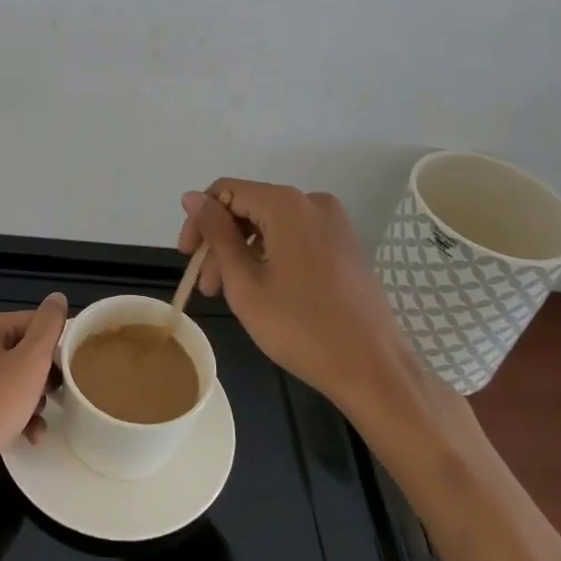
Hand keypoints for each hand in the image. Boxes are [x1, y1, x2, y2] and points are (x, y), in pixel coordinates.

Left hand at [0, 293, 67, 519]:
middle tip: (60, 394)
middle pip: (25, 351)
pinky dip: (19, 416)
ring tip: (43, 419)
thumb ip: (48, 327)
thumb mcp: (30, 363)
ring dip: (35, 399)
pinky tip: (31, 436)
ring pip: (16, 380)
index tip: (74, 367)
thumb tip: (57, 297)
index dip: (56, 344)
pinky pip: (2, 402)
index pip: (34, 322)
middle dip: (45, 376)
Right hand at [178, 181, 409, 413]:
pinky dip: (271, 256)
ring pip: (271, 225)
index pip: (225, 192)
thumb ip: (216, 234)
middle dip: (221, 242)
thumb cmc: (301, 327)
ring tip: (230, 294)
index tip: (187, 258)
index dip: (199, 221)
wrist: (373, 368)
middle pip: (249, 207)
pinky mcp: (344, 244)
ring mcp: (333, 223)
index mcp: (286, 204)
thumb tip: (191, 198)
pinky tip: (263, 290)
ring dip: (243, 253)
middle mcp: (312, 202)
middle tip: (207, 287)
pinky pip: (295, 236)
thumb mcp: (244, 282)